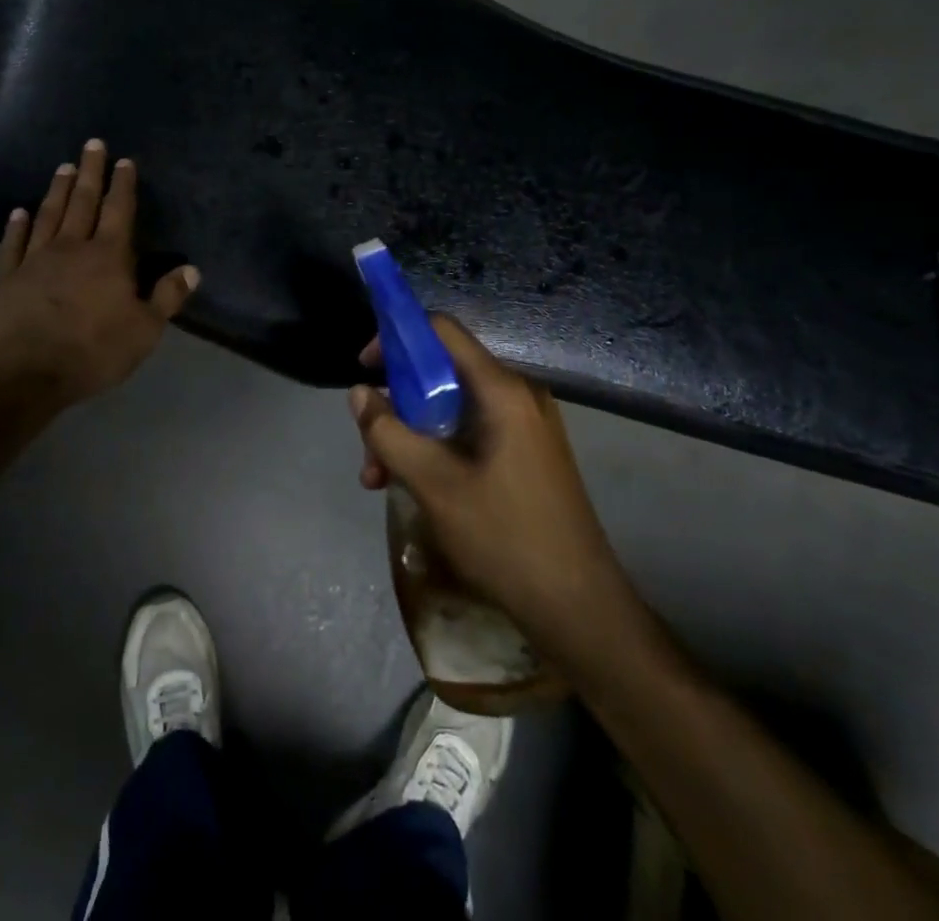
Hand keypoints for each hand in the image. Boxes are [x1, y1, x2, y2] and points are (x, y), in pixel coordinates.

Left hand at [0, 140, 198, 410]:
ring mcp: (36, 260)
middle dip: (91, 172)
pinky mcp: (8, 277)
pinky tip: (18, 211)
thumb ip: (167, 297)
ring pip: (49, 215)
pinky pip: (14, 244)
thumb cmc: (92, 351)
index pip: (119, 211)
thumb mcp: (144, 330)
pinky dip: (17, 226)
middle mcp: (72, 247)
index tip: (124, 160)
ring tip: (63, 167)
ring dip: (58, 190)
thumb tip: (192, 269)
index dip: (123, 185)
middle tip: (92, 144)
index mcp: (108, 257)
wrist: (24, 372)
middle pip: (83, 202)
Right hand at [349, 316, 624, 645]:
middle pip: (441, 373)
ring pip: (451, 407)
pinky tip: (411, 486)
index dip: (397, 337)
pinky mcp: (525, 453)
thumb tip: (359, 393)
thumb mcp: (433, 484)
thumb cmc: (505, 537)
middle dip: (396, 403)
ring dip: (410, 434)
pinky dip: (436, 449)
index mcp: (501, 390)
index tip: (366, 368)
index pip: (442, 331)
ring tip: (379, 480)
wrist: (579, 608)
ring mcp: (525, 425)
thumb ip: (389, 433)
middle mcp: (516, 395)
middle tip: (369, 448)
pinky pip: (469, 432)